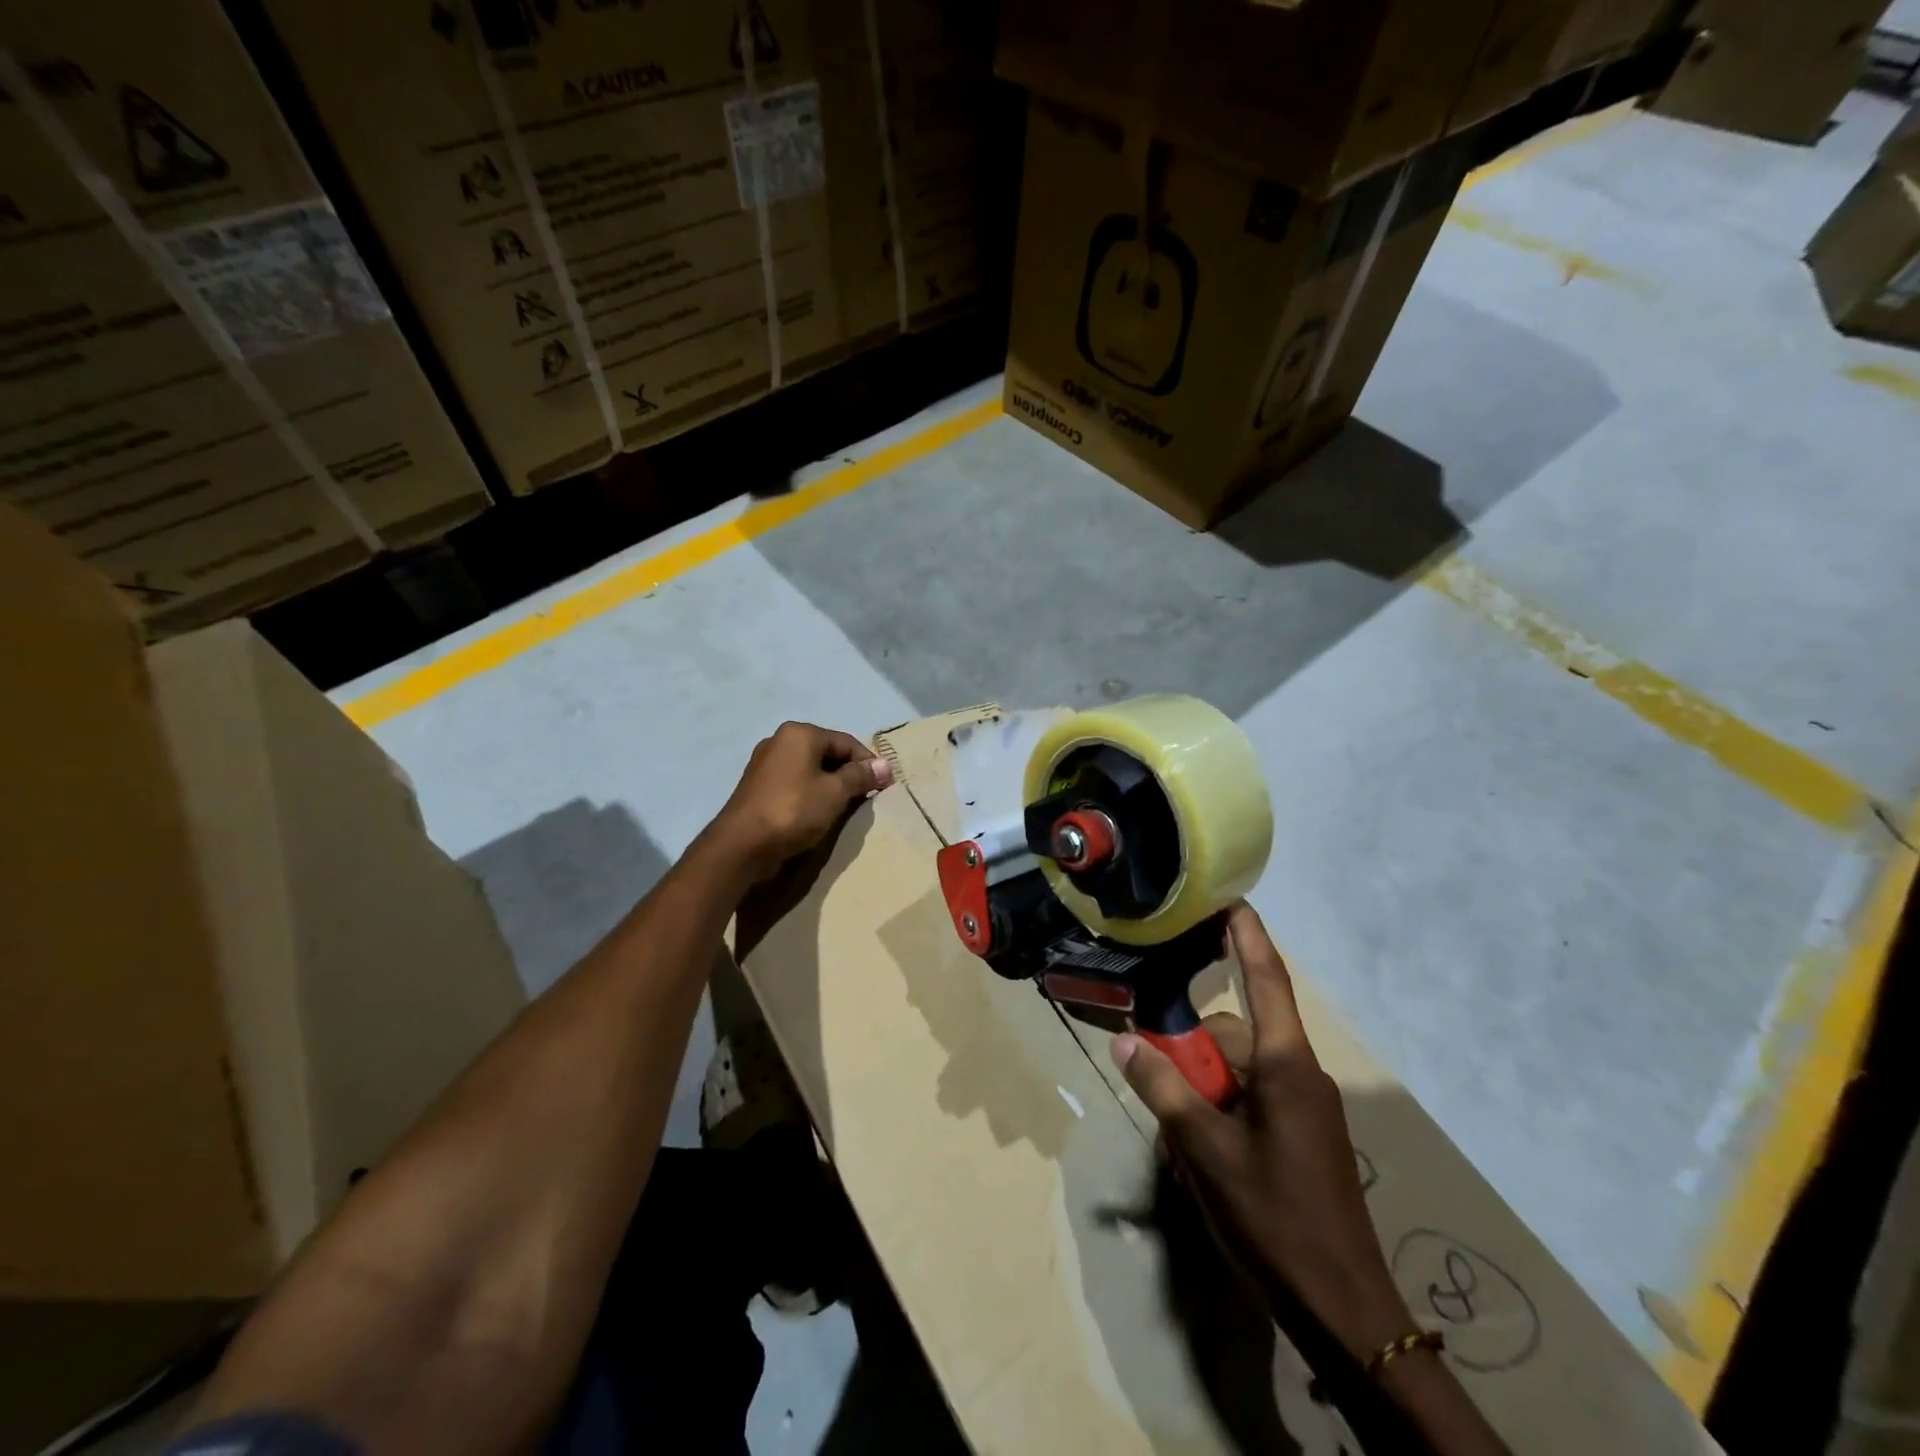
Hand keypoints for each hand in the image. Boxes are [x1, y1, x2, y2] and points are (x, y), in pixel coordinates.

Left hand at [707, 722, 892, 884]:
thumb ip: (861, 777)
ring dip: (830, 785)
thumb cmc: (793, 810)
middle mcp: (780, 740)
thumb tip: (886, 765)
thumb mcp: (835, 793)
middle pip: (827, 753)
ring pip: (810, 769)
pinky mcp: (757, 785)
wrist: (742, 844)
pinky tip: (818, 812)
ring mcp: (765, 763)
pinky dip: (810, 792)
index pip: (846, 742)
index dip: (868, 763)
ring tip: (845, 807)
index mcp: (800, 733)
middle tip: (866, 797)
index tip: (884, 786)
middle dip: (849, 774)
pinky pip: (794, 782)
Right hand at [1111, 902, 1413, 1362]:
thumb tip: (1125, 1042)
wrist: (1347, 1311)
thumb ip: (1163, 1089)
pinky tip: (1200, 1157)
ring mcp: (1304, 1108)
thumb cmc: (1275, 1218)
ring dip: (1203, 1093)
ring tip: (1178, 1145)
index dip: (1246, 935)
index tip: (1229, 897)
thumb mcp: (1205, 1151)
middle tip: (1157, 1086)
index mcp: (1286, 1064)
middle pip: (1234, 1037)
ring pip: (1238, 1073)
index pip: (1265, 979)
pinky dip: (1220, 1115)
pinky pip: (1252, 1102)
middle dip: (1192, 1055)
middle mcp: (1300, 1074)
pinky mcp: (1302, 1135)